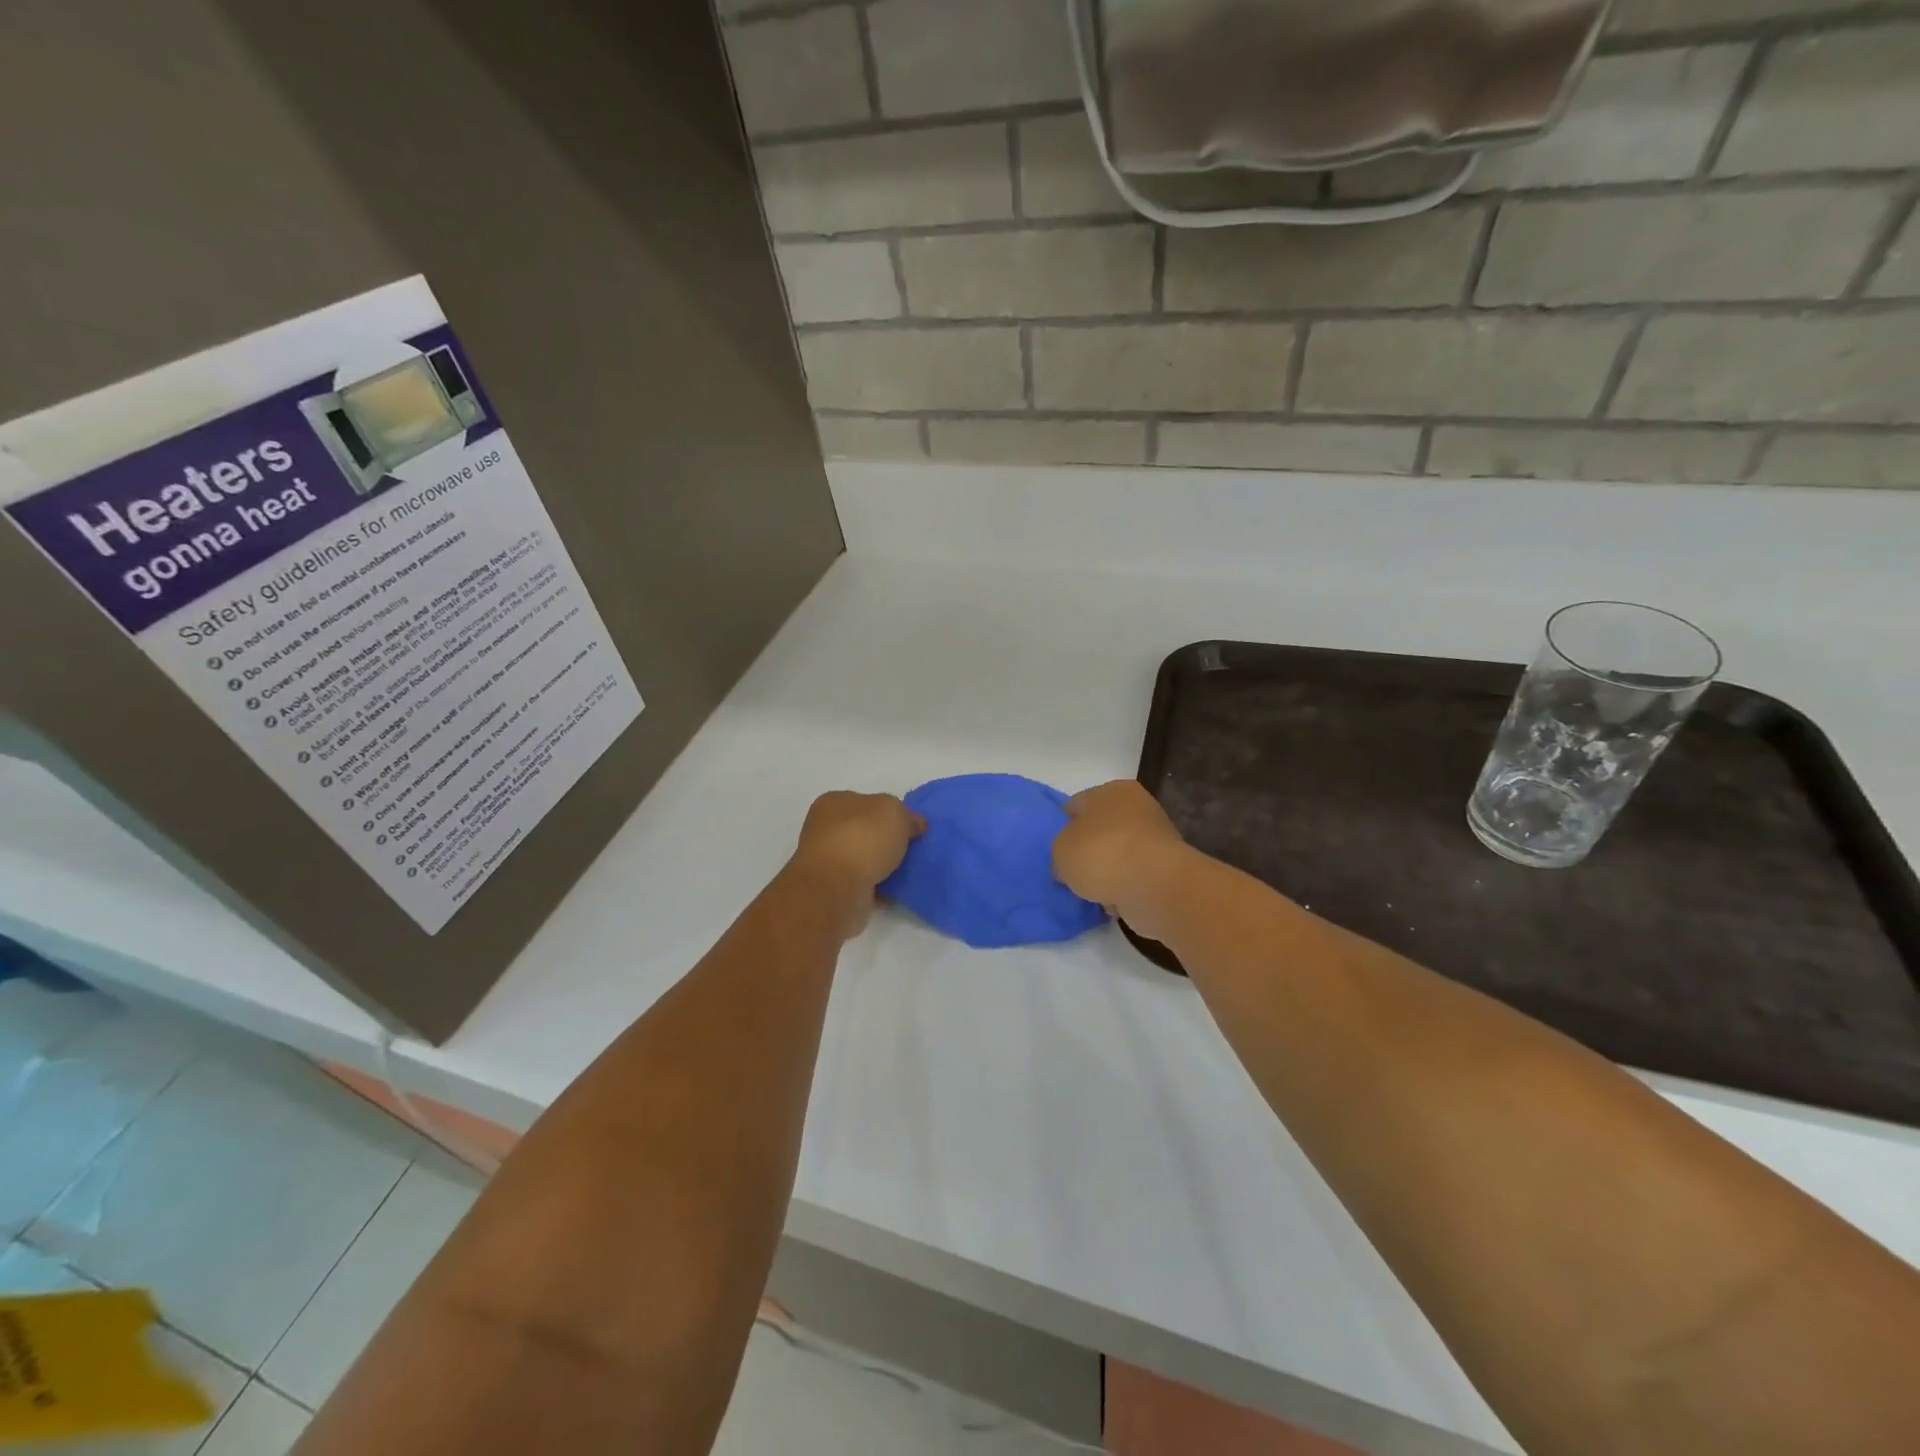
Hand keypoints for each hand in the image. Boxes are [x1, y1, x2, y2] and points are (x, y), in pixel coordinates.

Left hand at [789, 791, 923, 936]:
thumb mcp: (895, 812)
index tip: (910, 825)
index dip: (889, 811)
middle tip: (914, 847)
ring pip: (865, 859)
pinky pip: (866, 884)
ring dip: (885, 865)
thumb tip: (915, 824)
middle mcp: (826, 830)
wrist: (836, 889)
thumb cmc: (862, 838)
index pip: (865, 801)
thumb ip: (908, 815)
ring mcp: (829, 862)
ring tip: (912, 869)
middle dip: (888, 840)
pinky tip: (900, 890)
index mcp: (834, 803)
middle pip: (865, 831)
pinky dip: (882, 887)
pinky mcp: (836, 890)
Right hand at [1053, 780, 1194, 942]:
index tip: (1053, 851)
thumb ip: (1060, 851)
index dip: (1061, 827)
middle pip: (1099, 830)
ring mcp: (1155, 838)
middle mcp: (1137, 807)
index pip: (1076, 805)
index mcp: (1112, 790)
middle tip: (1070, 873)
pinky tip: (1112, 902)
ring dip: (1106, 872)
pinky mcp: (1166, 869)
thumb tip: (1069, 863)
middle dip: (1086, 851)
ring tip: (1090, 892)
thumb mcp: (1060, 850)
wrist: (1155, 887)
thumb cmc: (1102, 855)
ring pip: (1117, 855)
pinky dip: (1123, 888)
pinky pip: (1133, 877)